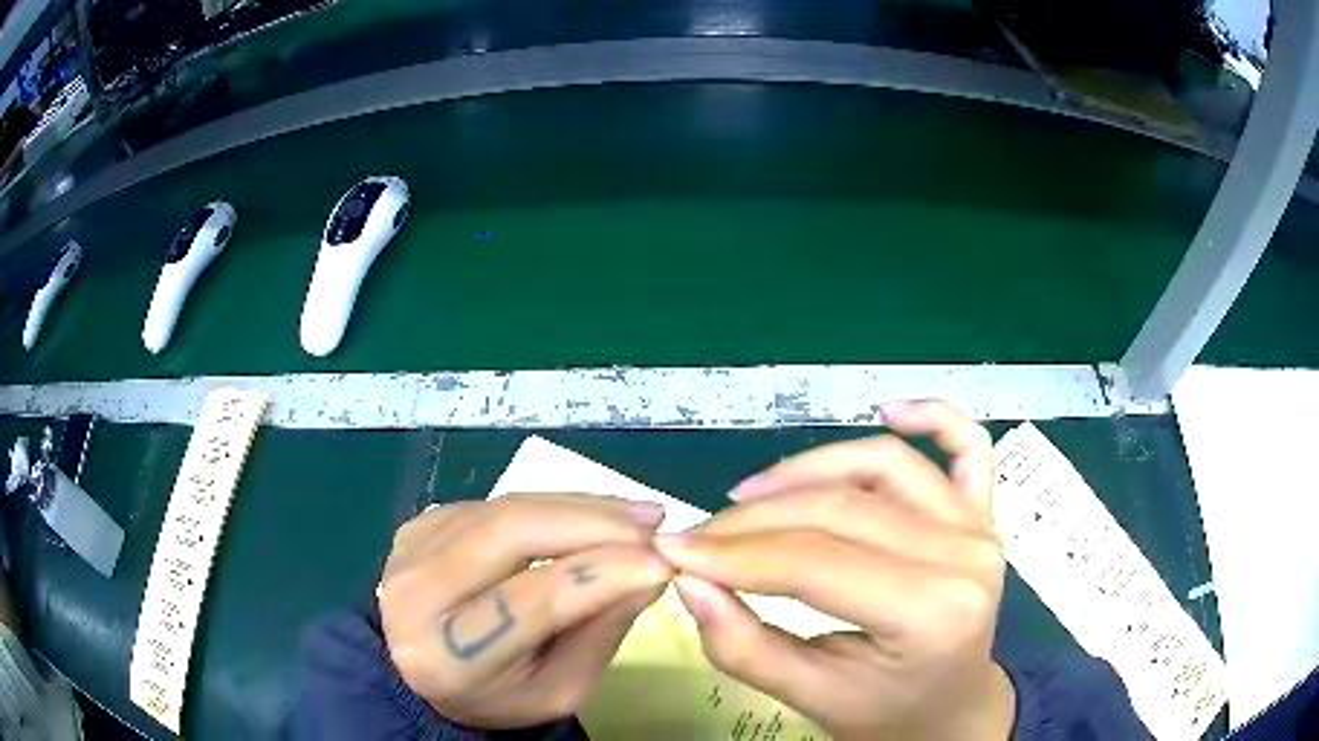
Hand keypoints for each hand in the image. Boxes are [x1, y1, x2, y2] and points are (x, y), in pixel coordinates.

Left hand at [378, 493, 672, 728]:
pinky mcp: (420, 522)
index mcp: (446, 657)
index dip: (600, 575)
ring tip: (636, 514)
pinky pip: (496, 502)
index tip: (664, 562)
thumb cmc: (500, 692)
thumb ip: (601, 632)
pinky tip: (589, 513)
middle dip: (592, 524)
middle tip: (654, 524)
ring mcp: (410, 547)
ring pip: (506, 508)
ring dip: (579, 506)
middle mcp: (414, 593)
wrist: (423, 666)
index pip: (529, 602)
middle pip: (510, 535)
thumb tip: (652, 570)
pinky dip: (551, 504)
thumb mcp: (560, 688)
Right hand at [656, 401, 1013, 740]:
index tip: (673, 551)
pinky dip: (932, 417)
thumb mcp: (809, 698)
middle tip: (701, 535)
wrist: (952, 707)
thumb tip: (688, 581)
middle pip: (842, 509)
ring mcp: (978, 524)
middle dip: (756, 519)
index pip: (815, 564)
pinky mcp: (982, 510)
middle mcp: (964, 556)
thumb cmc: (885, 713)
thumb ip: (744, 646)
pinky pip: (966, 444)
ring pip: (883, 465)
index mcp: (930, 615)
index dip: (734, 555)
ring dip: (810, 469)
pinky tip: (888, 409)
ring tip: (751, 493)